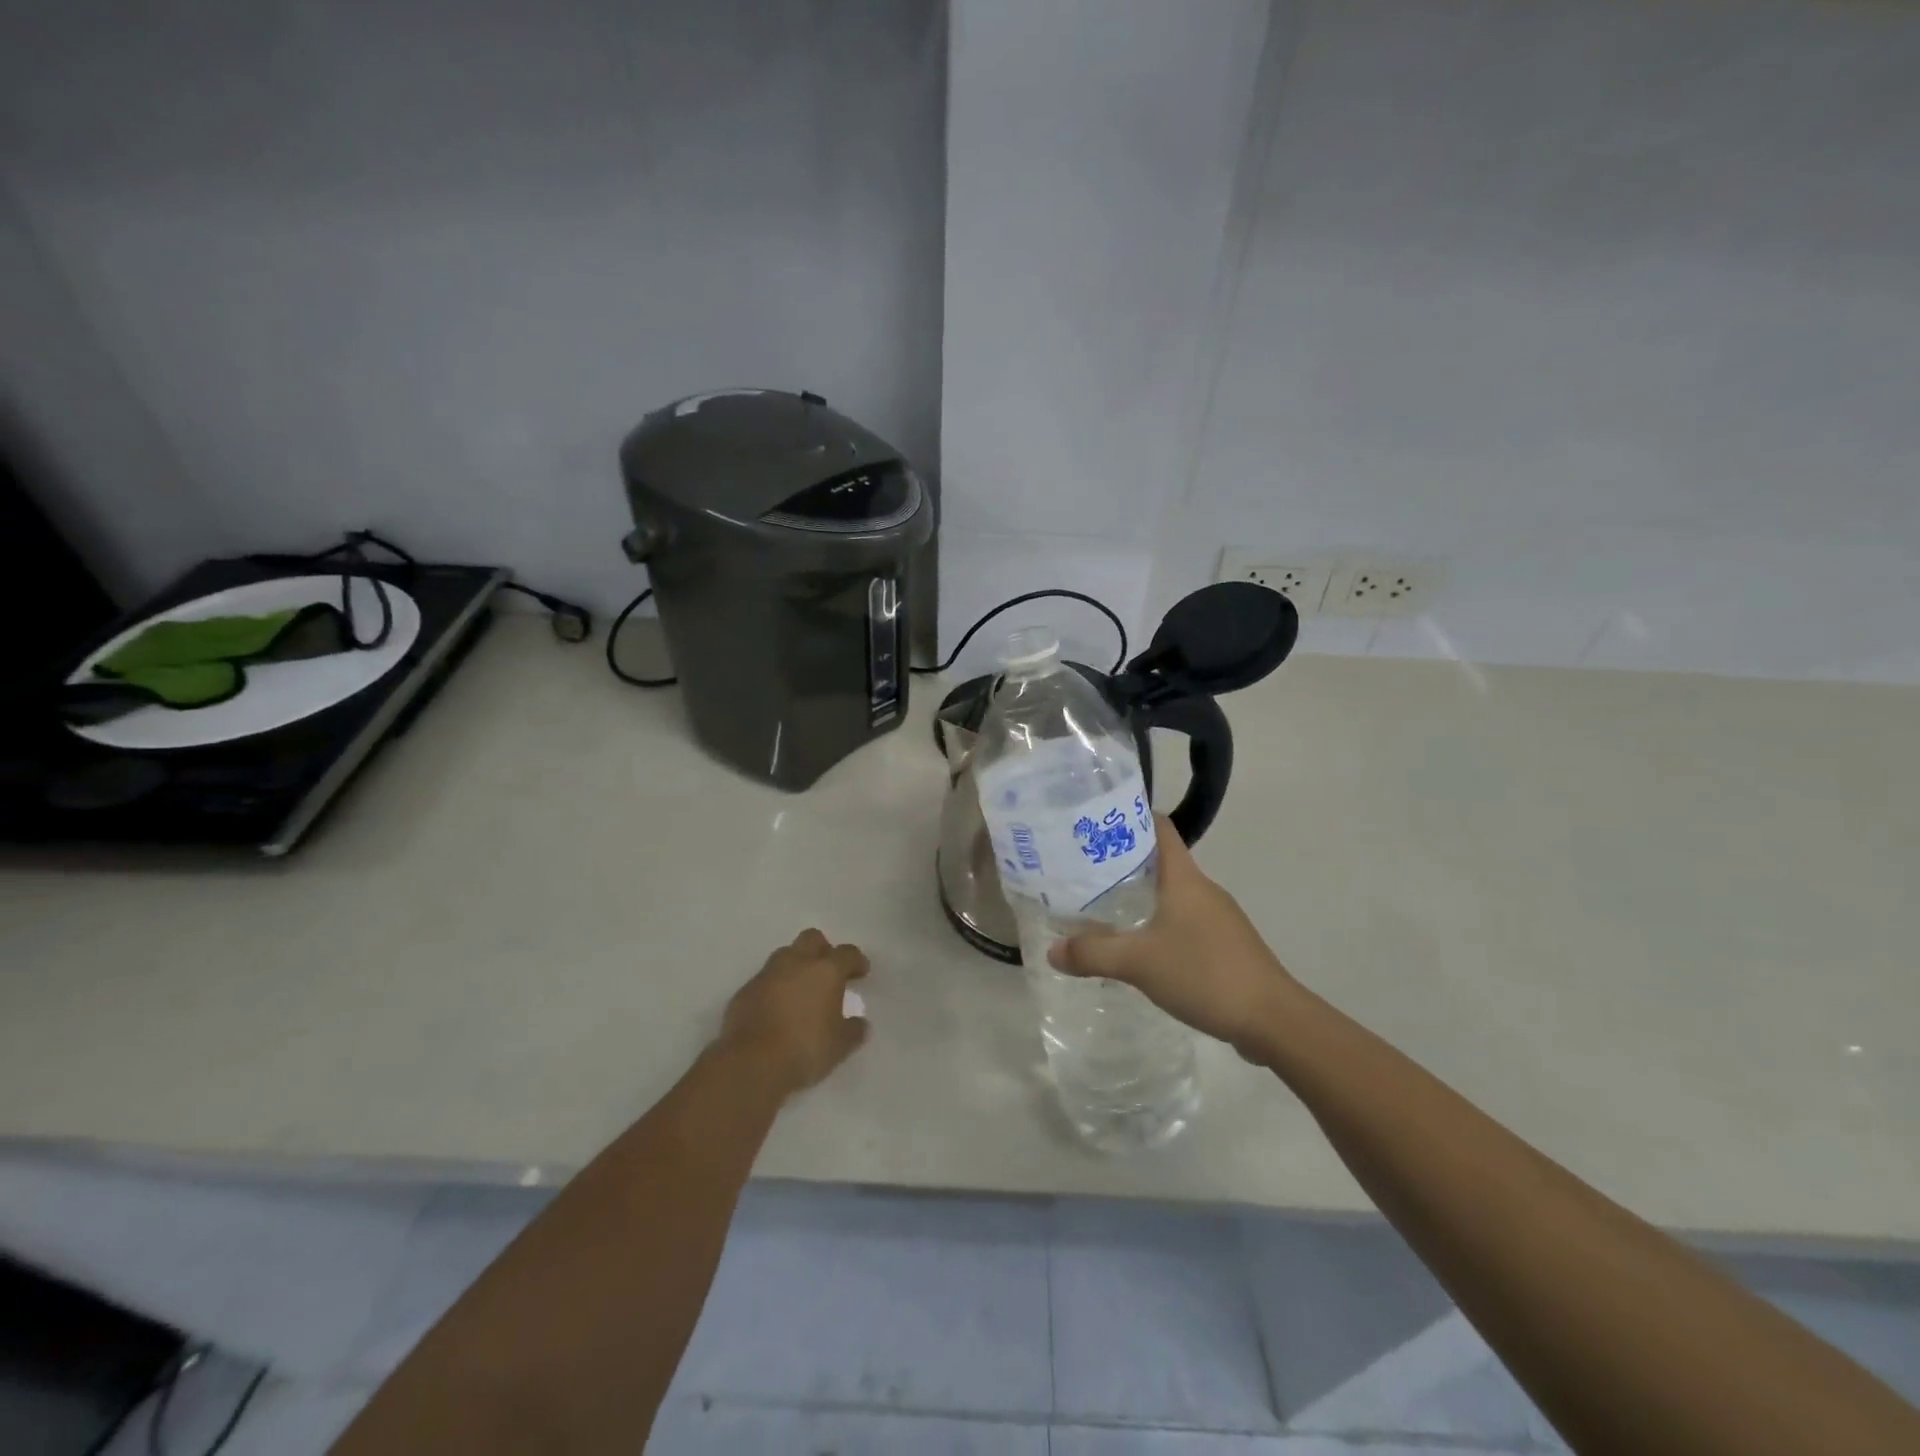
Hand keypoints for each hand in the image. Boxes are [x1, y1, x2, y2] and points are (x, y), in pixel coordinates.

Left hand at [720, 929, 869, 1094]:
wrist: (751, 1063)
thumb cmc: (805, 1049)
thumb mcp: (840, 1045)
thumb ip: (853, 1030)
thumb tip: (860, 1024)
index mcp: (826, 971)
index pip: (847, 953)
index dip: (857, 961)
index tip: (861, 973)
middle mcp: (796, 963)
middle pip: (812, 938)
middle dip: (823, 950)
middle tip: (828, 972)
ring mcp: (767, 974)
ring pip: (785, 955)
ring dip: (796, 966)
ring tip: (801, 990)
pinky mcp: (745, 991)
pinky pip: (765, 980)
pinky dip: (774, 987)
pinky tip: (776, 1009)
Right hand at [1048, 818, 1294, 1061]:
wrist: (1273, 1020)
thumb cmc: (1205, 973)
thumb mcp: (1139, 963)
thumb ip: (1093, 954)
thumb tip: (1052, 950)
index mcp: (1184, 878)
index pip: (1159, 827)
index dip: (1129, 817)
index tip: (1094, 823)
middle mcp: (1202, 889)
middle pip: (1160, 860)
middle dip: (1122, 861)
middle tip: (1082, 868)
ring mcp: (1217, 917)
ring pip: (1171, 893)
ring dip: (1140, 895)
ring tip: (1101, 905)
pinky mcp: (1224, 944)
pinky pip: (1183, 921)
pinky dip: (1158, 923)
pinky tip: (1138, 946)